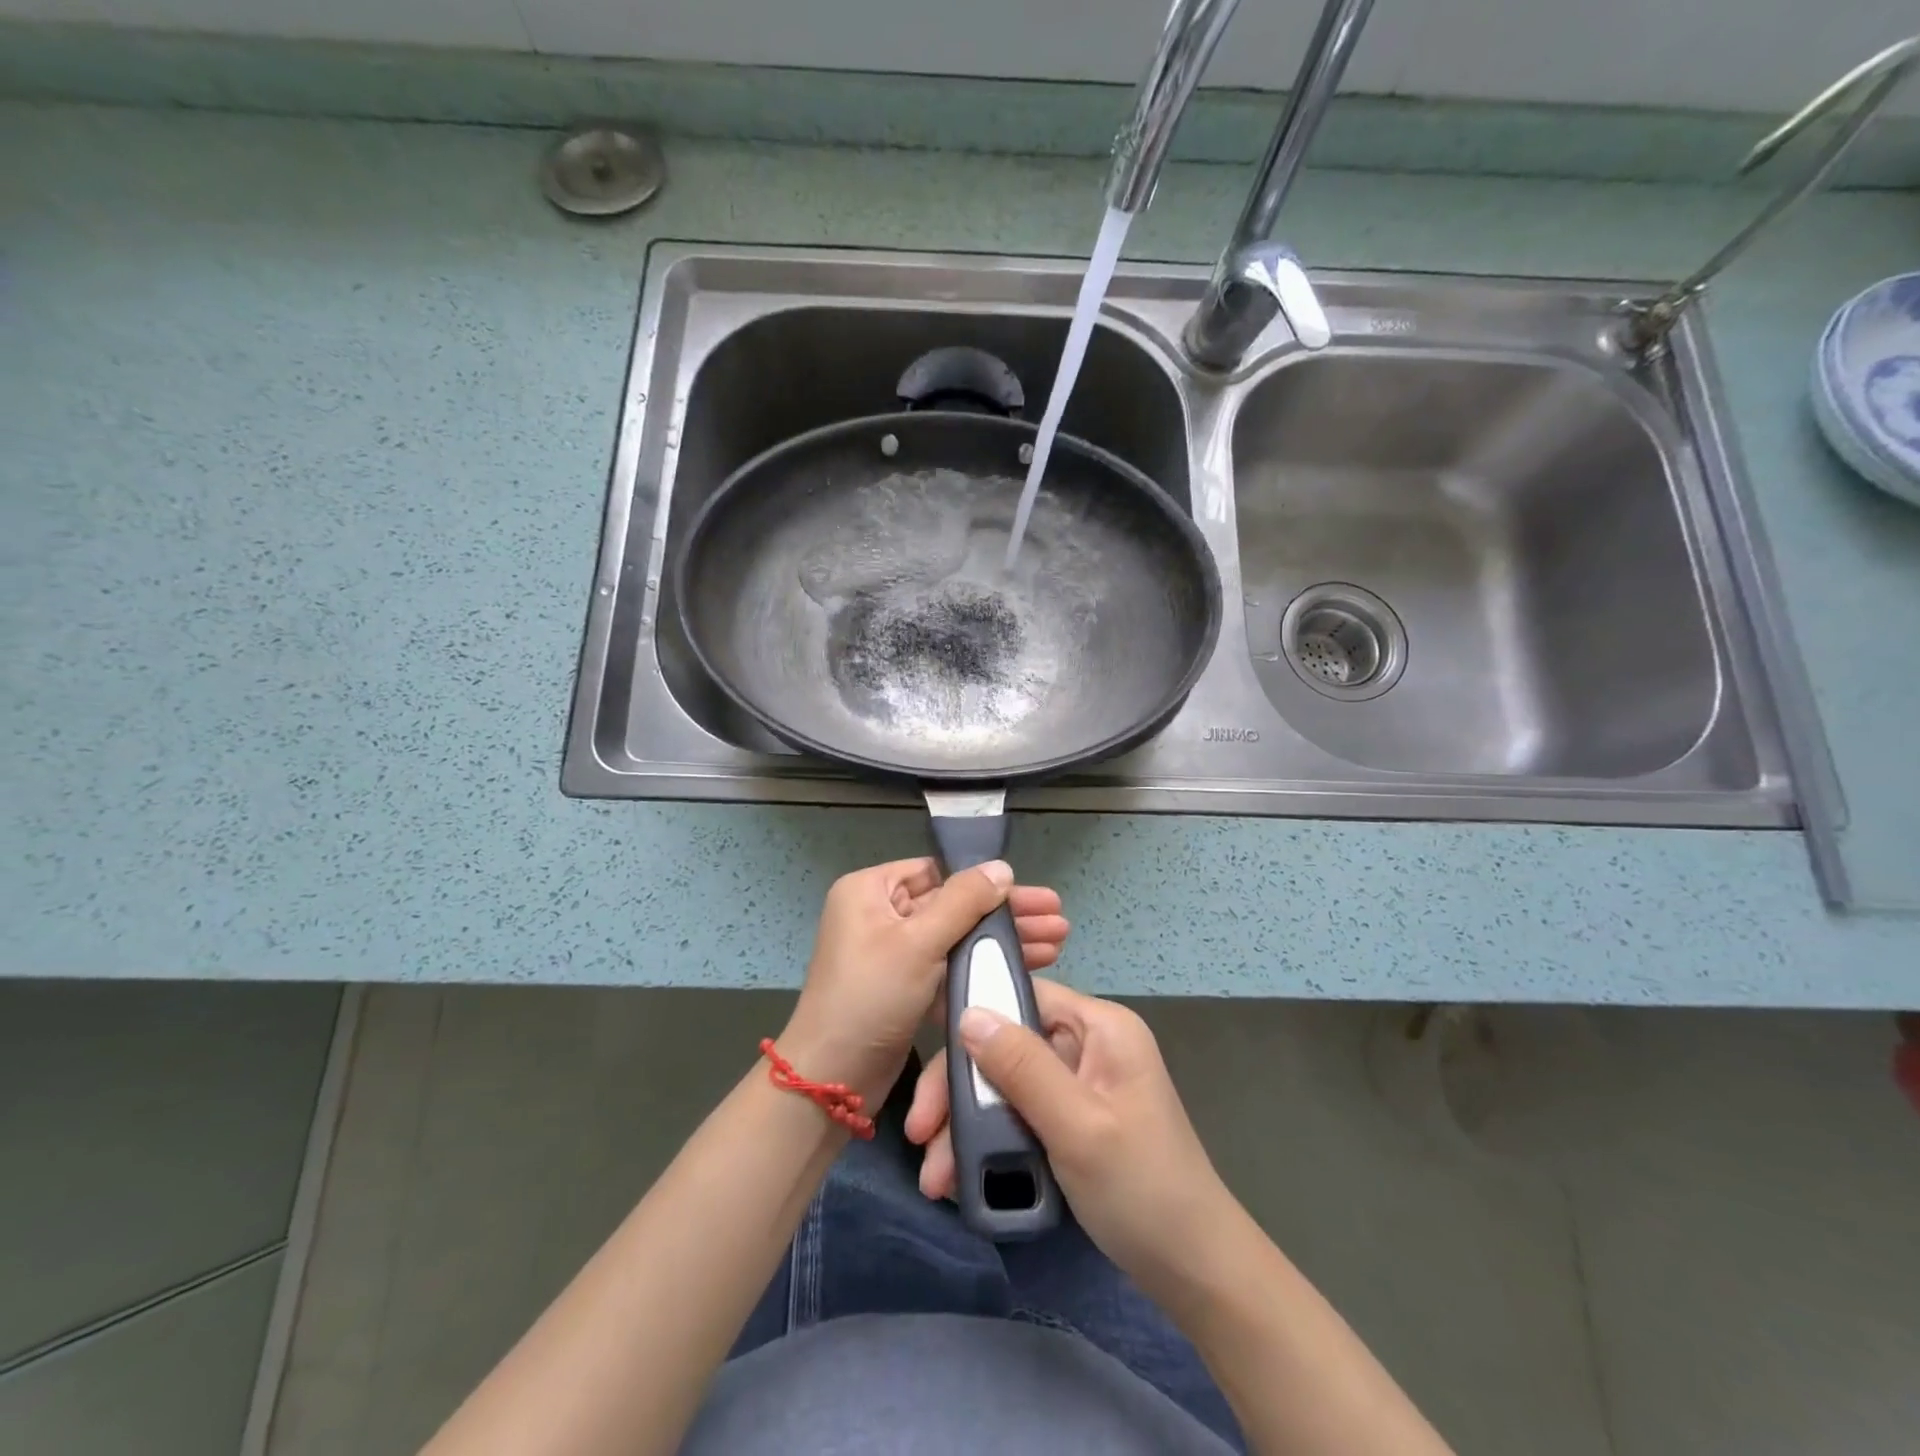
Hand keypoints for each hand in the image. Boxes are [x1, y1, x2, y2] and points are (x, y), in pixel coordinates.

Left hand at [776, 858, 1070, 1106]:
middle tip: (1058, 919)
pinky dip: (982, 967)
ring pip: (957, 938)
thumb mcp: (918, 943)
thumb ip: (963, 902)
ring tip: (1058, 942)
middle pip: (953, 905)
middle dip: (1005, 914)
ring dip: (1002, 941)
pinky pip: (949, 967)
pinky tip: (1027, 969)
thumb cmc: (871, 997)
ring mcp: (893, 953)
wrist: (833, 1079)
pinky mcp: (906, 988)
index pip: (935, 872)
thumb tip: (1001, 867)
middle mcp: (879, 915)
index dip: (983, 882)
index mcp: (870, 891)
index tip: (1030, 893)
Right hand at [905, 979, 1236, 1296]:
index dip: (973, 1015)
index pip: (1023, 996)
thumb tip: (966, 1012)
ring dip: (966, 1126)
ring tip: (935, 1178)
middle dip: (960, 1089)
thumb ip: (1022, 1067)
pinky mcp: (1071, 1122)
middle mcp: (1088, 1045)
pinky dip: (989, 1143)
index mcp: (1100, 1027)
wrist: (1196, 1273)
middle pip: (1006, 1045)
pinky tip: (959, 1177)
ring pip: (1005, 1085)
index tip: (927, 1045)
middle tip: (920, 1132)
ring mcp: (1079, 1085)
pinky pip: (1018, 1116)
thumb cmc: (1142, 1190)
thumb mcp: (1077, 1126)